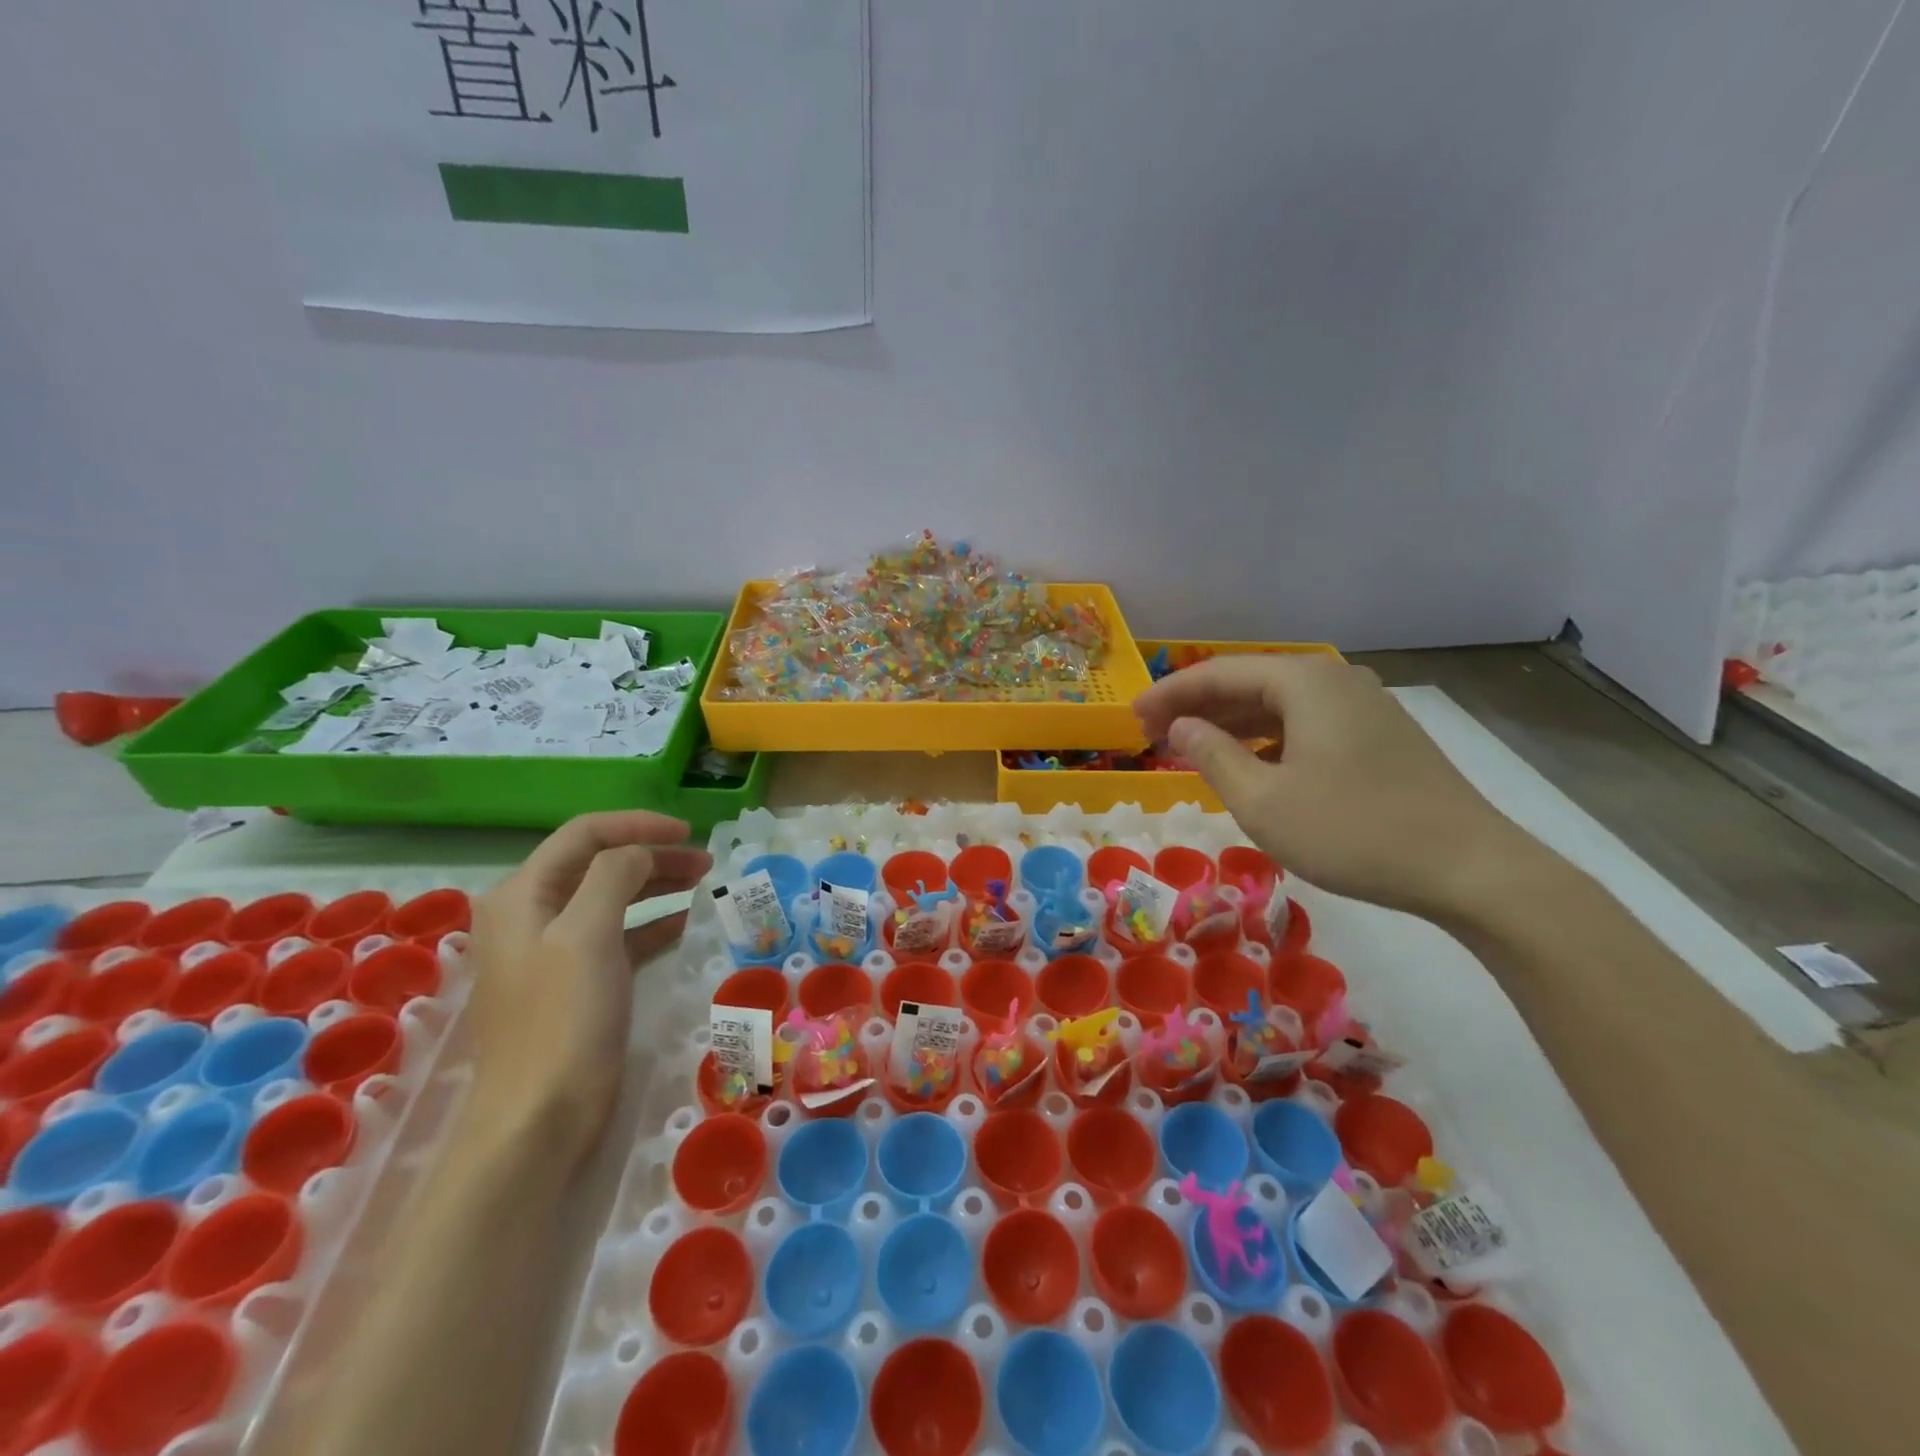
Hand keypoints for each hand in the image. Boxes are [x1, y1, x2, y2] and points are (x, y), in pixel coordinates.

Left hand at [465, 812, 711, 1165]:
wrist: (538, 1118)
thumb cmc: (563, 1018)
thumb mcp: (587, 933)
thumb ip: (614, 876)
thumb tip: (641, 852)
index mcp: (523, 895)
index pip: (584, 835)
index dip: (638, 826)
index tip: (689, 832)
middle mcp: (531, 915)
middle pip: (599, 863)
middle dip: (653, 855)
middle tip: (705, 861)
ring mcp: (552, 951)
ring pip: (611, 897)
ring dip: (655, 885)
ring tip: (702, 882)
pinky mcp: (575, 983)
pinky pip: (617, 935)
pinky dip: (650, 922)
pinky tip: (683, 922)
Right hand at [1134, 654, 1529, 919]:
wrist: (1469, 868)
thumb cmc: (1353, 830)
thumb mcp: (1263, 801)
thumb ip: (1213, 756)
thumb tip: (1181, 728)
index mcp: (1304, 681)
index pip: (1217, 673)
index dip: (1169, 694)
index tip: (1131, 718)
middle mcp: (1334, 679)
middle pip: (1248, 683)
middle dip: (1197, 708)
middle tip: (1152, 735)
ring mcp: (1363, 706)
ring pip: (1278, 705)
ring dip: (1230, 725)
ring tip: (1190, 749)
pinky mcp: (1379, 735)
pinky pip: (1305, 724)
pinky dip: (1267, 739)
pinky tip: (1249, 763)